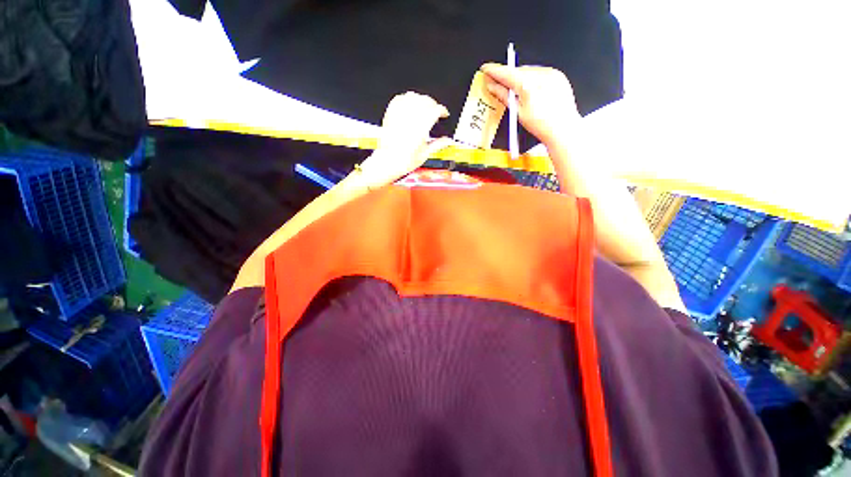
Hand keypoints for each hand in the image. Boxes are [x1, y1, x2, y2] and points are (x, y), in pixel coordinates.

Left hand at [359, 92, 453, 186]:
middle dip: (433, 104)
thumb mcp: (425, 154)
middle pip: (425, 101)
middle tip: (435, 111)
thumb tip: (448, 141)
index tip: (444, 114)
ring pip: (413, 97)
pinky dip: (406, 99)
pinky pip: (399, 99)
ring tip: (424, 107)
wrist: (388, 162)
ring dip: (421, 100)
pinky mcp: (390, 114)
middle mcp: (410, 117)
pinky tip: (410, 105)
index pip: (435, 110)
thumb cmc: (405, 161)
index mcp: (421, 127)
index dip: (442, 110)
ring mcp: (399, 114)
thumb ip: (438, 144)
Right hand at [481, 64, 580, 145]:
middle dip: (507, 76)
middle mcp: (541, 75)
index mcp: (528, 85)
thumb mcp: (518, 113)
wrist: (563, 129)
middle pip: (518, 71)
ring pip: (529, 71)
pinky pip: (540, 73)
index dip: (494, 70)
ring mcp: (551, 73)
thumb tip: (493, 87)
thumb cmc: (541, 125)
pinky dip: (532, 79)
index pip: (506, 73)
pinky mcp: (558, 75)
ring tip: (517, 91)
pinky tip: (531, 91)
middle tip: (498, 83)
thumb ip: (504, 96)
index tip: (486, 68)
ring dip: (520, 78)